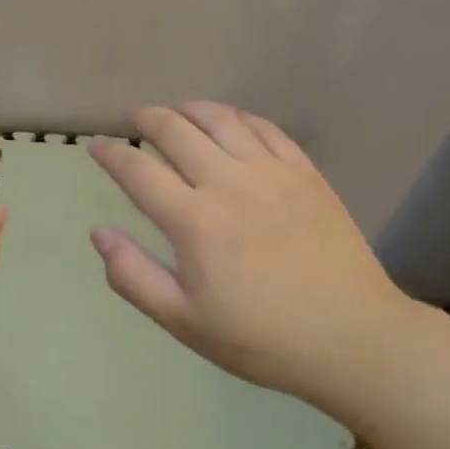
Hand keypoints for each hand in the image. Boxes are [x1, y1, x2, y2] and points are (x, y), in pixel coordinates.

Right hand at [88, 102, 414, 408]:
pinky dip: (236, 117)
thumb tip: (98, 233)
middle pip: (175, 130)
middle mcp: (227, 182)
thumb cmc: (262, 338)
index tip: (96, 145)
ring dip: (188, 108)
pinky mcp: (304, 172)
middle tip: (133, 118)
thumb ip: (134, 276)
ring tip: (175, 111)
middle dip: (146, 118)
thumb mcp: (185, 322)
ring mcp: (270, 172)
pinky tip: (228, 121)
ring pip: (219, 119)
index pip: (138, 170)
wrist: (354, 339)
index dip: (111, 153)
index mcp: (194, 221)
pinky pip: (264, 127)